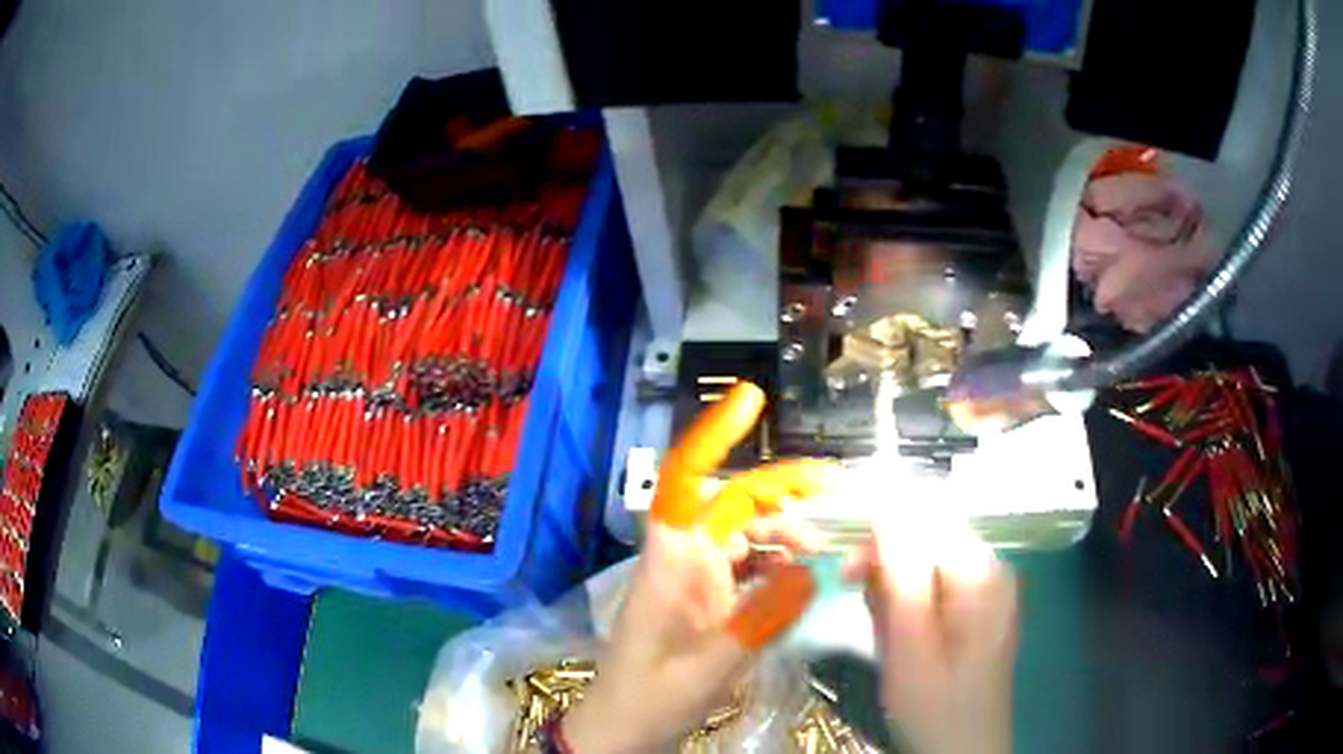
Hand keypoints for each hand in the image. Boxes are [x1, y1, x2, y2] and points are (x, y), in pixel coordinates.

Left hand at [563, 383, 834, 752]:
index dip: (714, 435)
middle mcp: (685, 558)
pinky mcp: (713, 602)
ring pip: (753, 536)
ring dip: (794, 535)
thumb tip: (814, 569)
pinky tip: (816, 577)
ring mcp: (700, 580)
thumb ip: (759, 620)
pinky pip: (756, 569)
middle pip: (738, 504)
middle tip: (847, 495)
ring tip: (840, 546)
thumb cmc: (648, 699)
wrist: (622, 732)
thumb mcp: (707, 667)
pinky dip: (787, 567)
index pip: (685, 480)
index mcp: (670, 561)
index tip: (753, 398)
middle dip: (790, 493)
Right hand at [846, 509, 1018, 753]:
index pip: (926, 517)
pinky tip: (903, 639)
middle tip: (865, 611)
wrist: (963, 752)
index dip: (881, 533)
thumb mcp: (910, 645)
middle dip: (888, 569)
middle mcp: (992, 568)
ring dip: (896, 593)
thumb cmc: (934, 706)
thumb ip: (901, 575)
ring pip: (927, 565)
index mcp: (981, 570)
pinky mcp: (980, 610)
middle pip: (928, 538)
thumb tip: (884, 508)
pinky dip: (910, 608)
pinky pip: (936, 588)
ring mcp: (989, 590)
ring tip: (887, 637)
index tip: (845, 572)